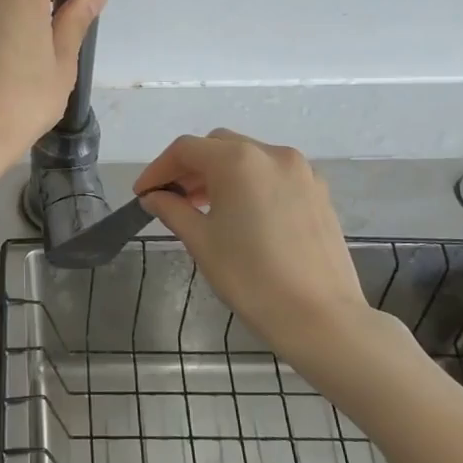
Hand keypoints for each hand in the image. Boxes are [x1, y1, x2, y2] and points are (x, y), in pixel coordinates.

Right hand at [135, 130, 418, 384]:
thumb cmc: (250, 278)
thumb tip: (154, 196)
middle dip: (190, 167)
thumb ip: (172, 210)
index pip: (186, 150)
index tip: (142, 194)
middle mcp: (271, 154)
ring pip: (247, 157)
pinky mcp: (318, 191)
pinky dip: (249, 183)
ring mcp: (301, 171)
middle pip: (218, 146)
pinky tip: (240, 214)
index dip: (158, 169)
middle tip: (171, 198)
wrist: (320, 317)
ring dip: (219, 174)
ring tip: (202, 207)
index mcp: (238, 161)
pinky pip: (272, 174)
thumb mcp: (201, 241)